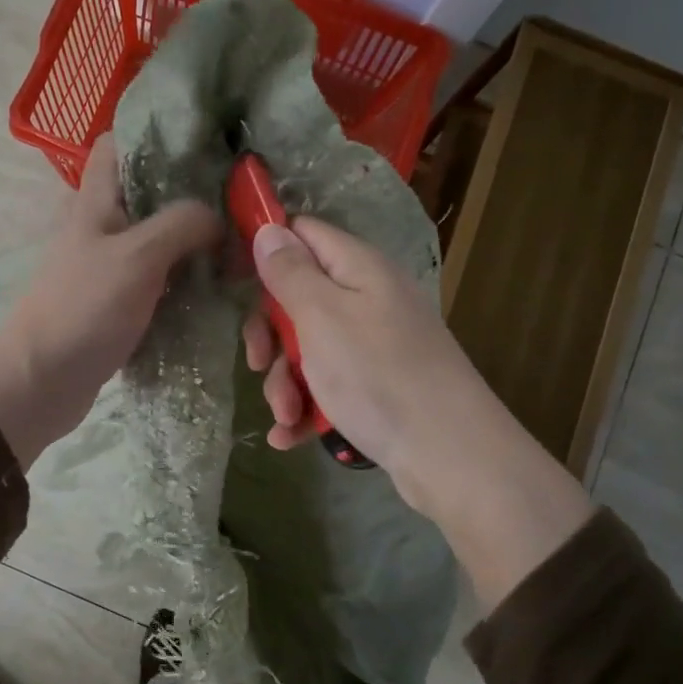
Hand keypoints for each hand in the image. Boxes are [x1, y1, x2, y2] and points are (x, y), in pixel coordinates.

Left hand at [0, 137, 222, 467]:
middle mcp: (100, 227)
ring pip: (158, 241)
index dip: (157, 134)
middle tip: (241, 203)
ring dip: (193, 244)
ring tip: (240, 247)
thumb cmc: (84, 308)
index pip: (118, 144)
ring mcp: (108, 267)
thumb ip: (181, 223)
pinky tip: (217, 288)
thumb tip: (218, 216)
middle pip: (149, 195)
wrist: (40, 382)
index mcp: (95, 201)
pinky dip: (184, 282)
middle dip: (192, 196)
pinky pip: (158, 282)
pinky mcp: (117, 304)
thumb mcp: (138, 256)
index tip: (207, 143)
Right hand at [245, 218, 591, 602]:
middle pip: (299, 297)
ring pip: (308, 348)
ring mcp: (373, 345)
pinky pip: (328, 384)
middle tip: (258, 362)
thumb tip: (270, 228)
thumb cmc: (378, 375)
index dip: (268, 248)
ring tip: (287, 414)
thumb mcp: (322, 317)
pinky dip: (306, 406)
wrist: (448, 455)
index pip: (304, 233)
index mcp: (358, 269)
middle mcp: (367, 299)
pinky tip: (290, 436)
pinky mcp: (375, 386)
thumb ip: (291, 272)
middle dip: (271, 335)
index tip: (234, 279)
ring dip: (285, 381)